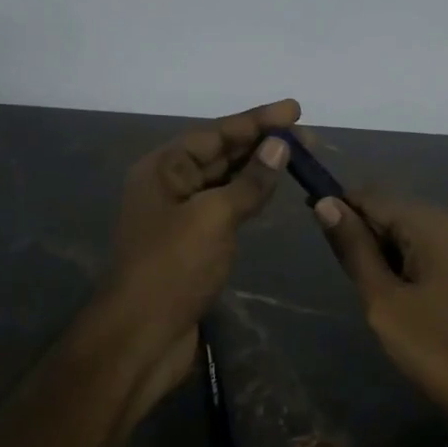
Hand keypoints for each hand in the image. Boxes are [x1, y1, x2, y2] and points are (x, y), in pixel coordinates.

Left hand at [102, 99, 298, 393]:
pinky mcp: (192, 244)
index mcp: (163, 168)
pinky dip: (250, 198)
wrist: (140, 337)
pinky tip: (273, 192)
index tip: (295, 109)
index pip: (216, 133)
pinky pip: (225, 208)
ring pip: (225, 182)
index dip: (257, 120)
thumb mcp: (213, 217)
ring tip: (298, 157)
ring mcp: (180, 216)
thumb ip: (248, 181)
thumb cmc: (172, 268)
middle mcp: (168, 185)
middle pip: (220, 154)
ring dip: (259, 169)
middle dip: (262, 143)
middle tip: (307, 136)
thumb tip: (278, 146)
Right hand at [314, 193, 447, 435]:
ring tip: (377, 296)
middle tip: (351, 280)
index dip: (342, 209)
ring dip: (391, 255)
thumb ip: (355, 250)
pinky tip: (408, 301)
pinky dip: (415, 268)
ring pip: (419, 237)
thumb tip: (326, 204)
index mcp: (433, 224)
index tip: (316, 229)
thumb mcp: (384, 301)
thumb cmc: (438, 347)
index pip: (375, 198)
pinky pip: (439, 255)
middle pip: (399, 214)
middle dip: (368, 237)